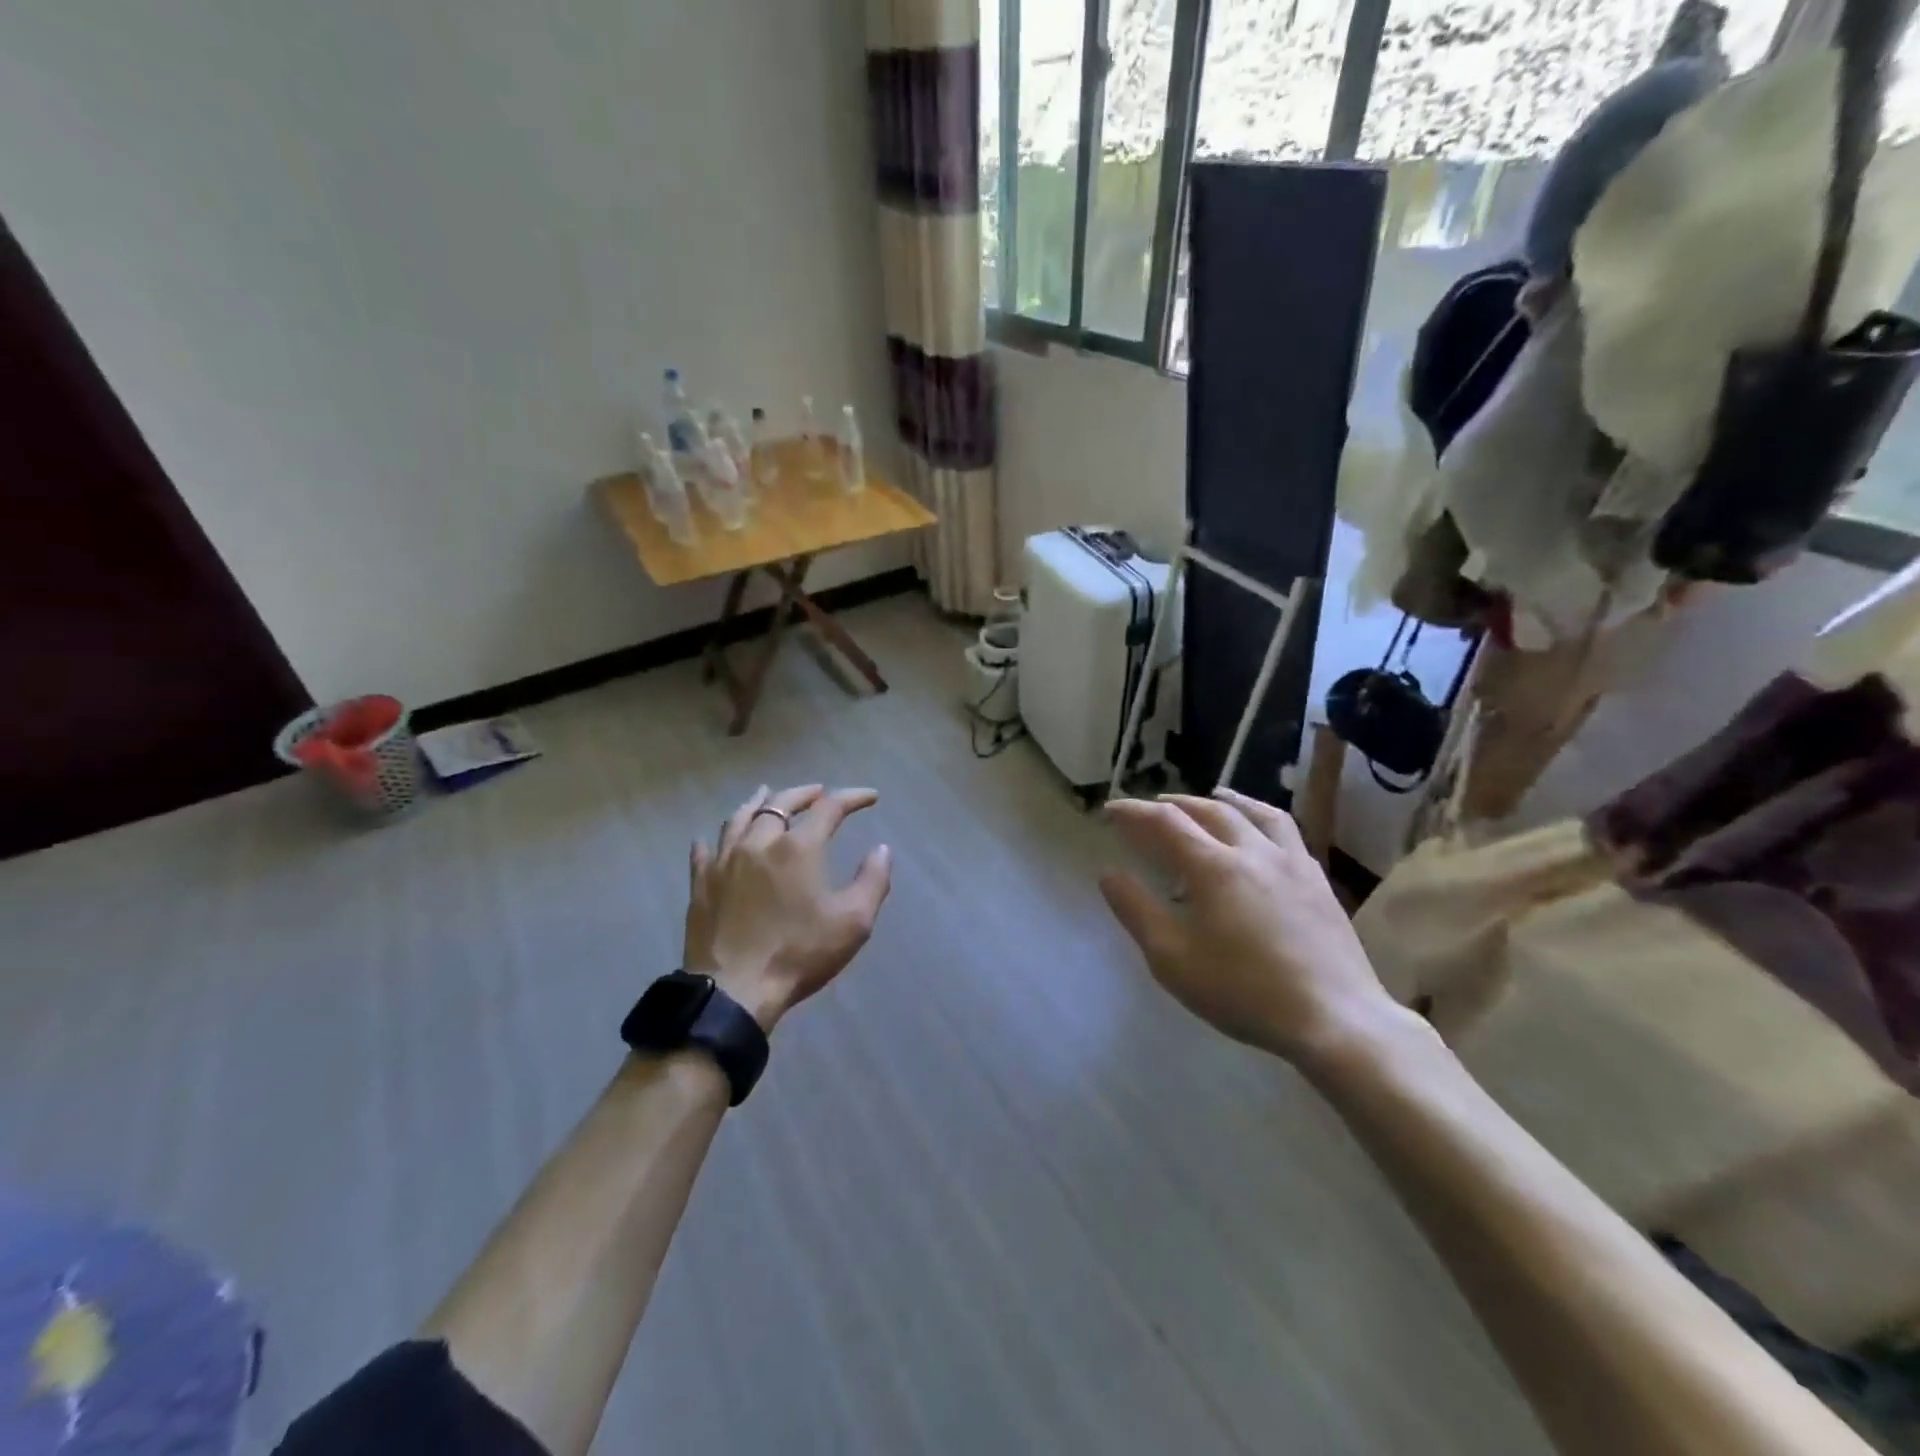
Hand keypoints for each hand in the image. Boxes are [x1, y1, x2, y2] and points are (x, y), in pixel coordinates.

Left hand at [683, 785, 892, 1031]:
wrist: (735, 990)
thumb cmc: (799, 954)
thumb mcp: (853, 922)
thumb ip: (873, 880)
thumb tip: (882, 849)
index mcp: (798, 847)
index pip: (829, 808)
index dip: (852, 797)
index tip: (870, 797)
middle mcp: (759, 842)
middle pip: (781, 803)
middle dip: (805, 794)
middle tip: (819, 792)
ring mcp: (724, 861)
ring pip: (740, 818)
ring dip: (759, 802)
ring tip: (767, 793)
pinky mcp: (701, 884)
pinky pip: (705, 850)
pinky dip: (715, 838)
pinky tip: (714, 838)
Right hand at [1098, 789, 1406, 1067]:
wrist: (1334, 1018)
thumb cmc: (1243, 991)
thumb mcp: (1172, 958)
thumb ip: (1137, 911)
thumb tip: (1109, 874)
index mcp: (1214, 867)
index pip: (1165, 822)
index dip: (1134, 811)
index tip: (1110, 810)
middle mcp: (1253, 851)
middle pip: (1209, 810)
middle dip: (1175, 804)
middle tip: (1153, 808)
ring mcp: (1292, 863)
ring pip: (1256, 813)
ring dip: (1225, 800)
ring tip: (1213, 796)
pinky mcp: (1319, 881)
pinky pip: (1286, 832)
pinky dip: (1261, 820)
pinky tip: (1261, 838)